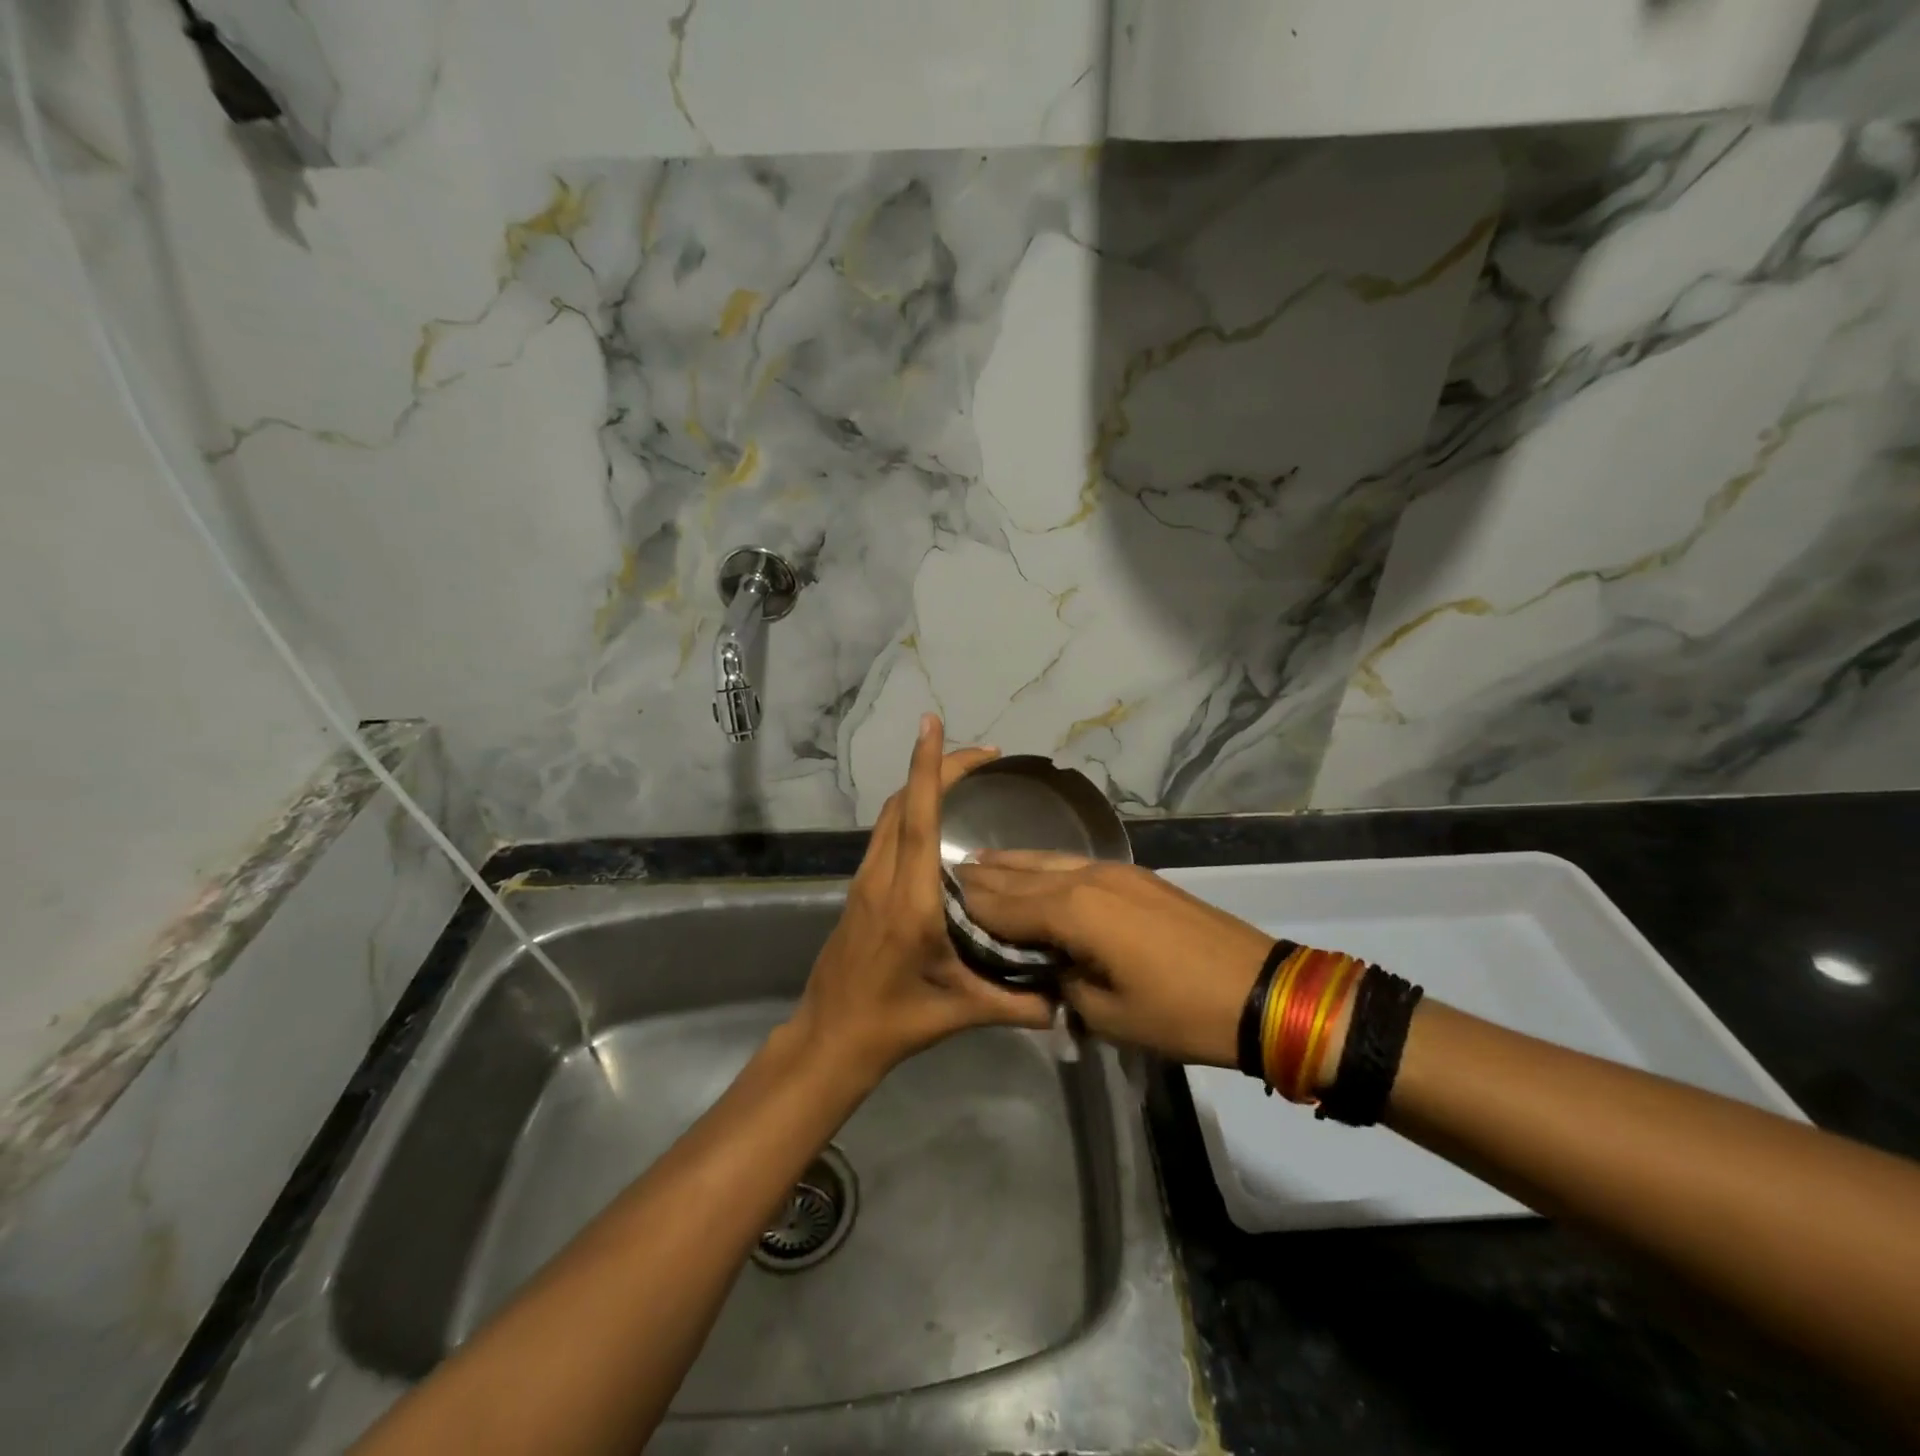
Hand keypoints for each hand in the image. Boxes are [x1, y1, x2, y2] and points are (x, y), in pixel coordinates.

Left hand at [789, 715, 1053, 1084]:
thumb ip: (1016, 1005)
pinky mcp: (858, 890)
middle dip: (938, 767)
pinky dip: (910, 810)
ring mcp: (864, 881)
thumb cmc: (894, 1022)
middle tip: (985, 757)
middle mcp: (881, 878)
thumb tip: (1064, 1002)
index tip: (933, 724)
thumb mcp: (960, 1012)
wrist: (830, 1038)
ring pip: (890, 815)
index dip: (928, 768)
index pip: (918, 818)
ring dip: (922, 786)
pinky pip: (885, 834)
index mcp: (909, 899)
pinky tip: (936, 824)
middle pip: (903, 803)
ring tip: (965, 779)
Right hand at [954, 851, 1271, 1067]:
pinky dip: (1043, 868)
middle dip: (981, 878)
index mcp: (1074, 911)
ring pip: (1047, 860)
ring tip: (976, 864)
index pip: (1002, 904)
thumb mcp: (1106, 1015)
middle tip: (942, 880)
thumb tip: (1042, 963)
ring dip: (1010, 864)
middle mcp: (1087, 877)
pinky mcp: (1135, 875)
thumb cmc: (1179, 1013)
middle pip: (1020, 873)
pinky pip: (1073, 864)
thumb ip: (1060, 982)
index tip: (933, 907)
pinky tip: (1034, 872)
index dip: (967, 908)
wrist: (1259, 990)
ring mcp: (1114, 871)